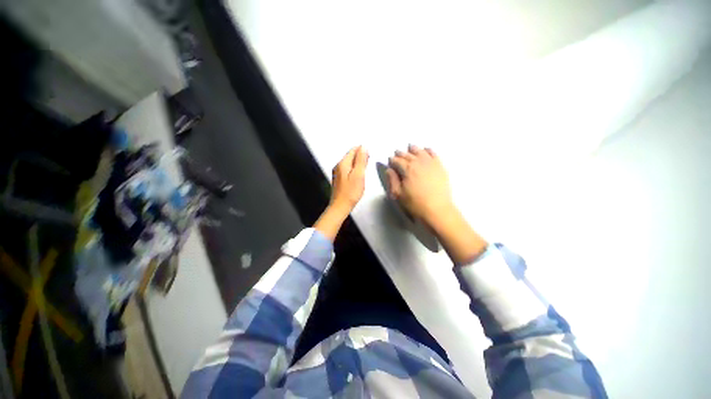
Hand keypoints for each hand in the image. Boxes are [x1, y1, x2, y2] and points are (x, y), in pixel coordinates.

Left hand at [330, 146, 368, 210]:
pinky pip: (347, 169)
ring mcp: (337, 173)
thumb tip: (363, 147)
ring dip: (358, 163)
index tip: (370, 156)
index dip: (363, 151)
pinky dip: (354, 169)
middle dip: (360, 156)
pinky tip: (358, 175)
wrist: (340, 206)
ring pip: (349, 162)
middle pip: (350, 155)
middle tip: (368, 162)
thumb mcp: (358, 175)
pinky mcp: (339, 179)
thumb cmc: (350, 192)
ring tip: (365, 168)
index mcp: (343, 163)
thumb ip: (361, 160)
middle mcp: (338, 166)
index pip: (353, 150)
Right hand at [387, 144, 453, 224]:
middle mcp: (418, 163)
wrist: (437, 210)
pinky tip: (426, 149)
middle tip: (397, 153)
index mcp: (407, 169)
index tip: (390, 160)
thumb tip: (389, 169)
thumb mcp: (398, 194)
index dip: (392, 160)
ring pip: (420, 152)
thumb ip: (392, 180)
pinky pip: (434, 154)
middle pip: (408, 155)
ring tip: (410, 147)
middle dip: (401, 153)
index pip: (397, 161)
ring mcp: (431, 163)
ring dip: (414, 149)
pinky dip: (428, 150)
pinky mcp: (440, 167)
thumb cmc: (414, 204)